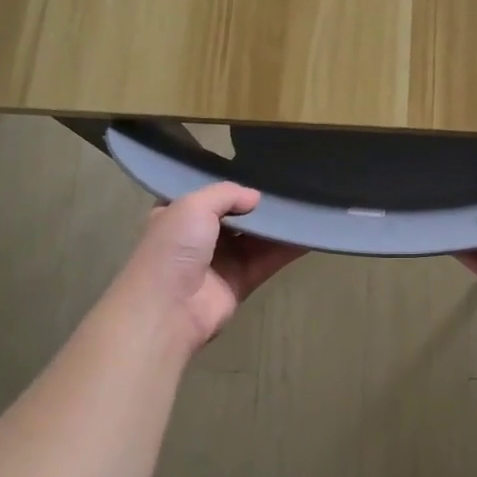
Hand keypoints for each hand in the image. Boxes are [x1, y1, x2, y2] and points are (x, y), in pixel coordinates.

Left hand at [109, 183, 304, 356]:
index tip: (257, 167)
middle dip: (258, 204)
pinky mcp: (240, 282)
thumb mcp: (193, 205)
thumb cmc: (173, 248)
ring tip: (304, 204)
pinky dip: (288, 248)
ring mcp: (220, 261)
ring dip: (277, 225)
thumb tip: (255, 197)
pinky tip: (309, 234)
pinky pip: (268, 260)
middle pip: (235, 216)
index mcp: (176, 215)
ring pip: (255, 238)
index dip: (228, 184)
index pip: (205, 194)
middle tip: (289, 184)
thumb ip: (226, 193)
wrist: (168, 309)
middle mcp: (198, 237)